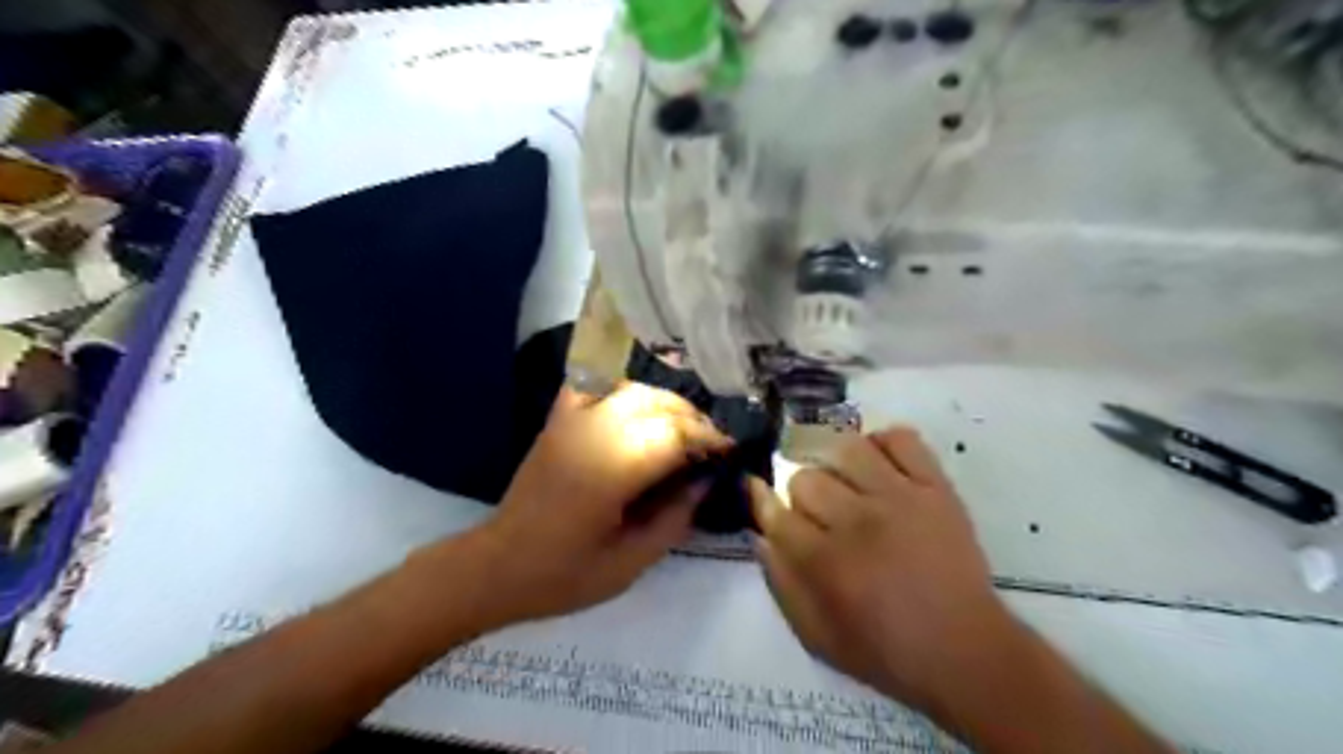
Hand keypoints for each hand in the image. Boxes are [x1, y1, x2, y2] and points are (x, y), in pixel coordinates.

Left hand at [432, 386, 730, 626]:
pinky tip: (636, 408)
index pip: (676, 435)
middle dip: (693, 419)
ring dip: (665, 402)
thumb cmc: (564, 575)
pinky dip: (621, 389)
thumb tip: (705, 481)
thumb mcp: (631, 562)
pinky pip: (594, 386)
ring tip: (682, 428)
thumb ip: (674, 518)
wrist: (498, 566)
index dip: (710, 439)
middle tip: (711, 444)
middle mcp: (595, 432)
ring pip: (633, 389)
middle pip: (659, 404)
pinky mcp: (557, 421)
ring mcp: (572, 421)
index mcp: (614, 469)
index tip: (730, 452)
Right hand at [744, 429, 1019, 706]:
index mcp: (825, 560)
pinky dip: (883, 442)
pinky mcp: (935, 487)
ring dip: (835, 463)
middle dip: (802, 497)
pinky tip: (879, 465)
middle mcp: (857, 519)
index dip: (762, 502)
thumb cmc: (885, 650)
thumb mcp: (816, 635)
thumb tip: (762, 535)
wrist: (965, 651)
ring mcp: (899, 497)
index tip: (760, 494)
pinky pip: (902, 438)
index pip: (776, 511)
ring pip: (847, 448)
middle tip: (818, 514)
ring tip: (845, 481)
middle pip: (806, 478)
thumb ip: (781, 583)